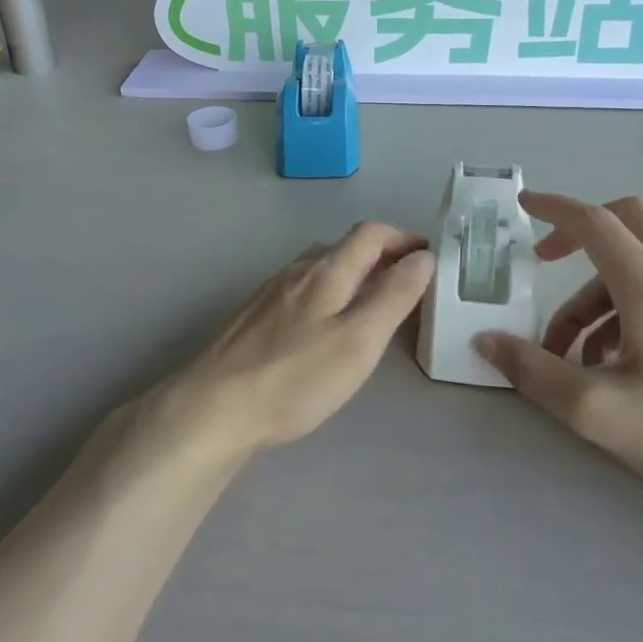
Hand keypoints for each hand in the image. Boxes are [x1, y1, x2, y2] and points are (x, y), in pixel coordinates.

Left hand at [153, 222, 434, 453]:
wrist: (213, 408)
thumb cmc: (296, 377)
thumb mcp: (360, 340)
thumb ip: (394, 296)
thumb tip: (422, 257)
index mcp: (327, 270)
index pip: (372, 233)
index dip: (404, 238)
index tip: (429, 257)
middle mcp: (297, 271)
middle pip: (345, 246)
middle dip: (381, 256)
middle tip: (408, 285)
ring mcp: (270, 292)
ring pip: (320, 268)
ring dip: (353, 274)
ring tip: (373, 304)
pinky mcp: (253, 316)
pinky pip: (301, 289)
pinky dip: (328, 293)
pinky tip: (326, 325)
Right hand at [476, 192, 642, 517]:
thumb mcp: (597, 412)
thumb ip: (534, 372)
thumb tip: (487, 342)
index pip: (595, 224)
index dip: (554, 209)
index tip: (522, 207)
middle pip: (627, 220)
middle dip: (578, 234)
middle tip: (544, 263)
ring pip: (638, 261)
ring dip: (593, 291)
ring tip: (569, 352)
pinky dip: (620, 305)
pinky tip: (608, 362)